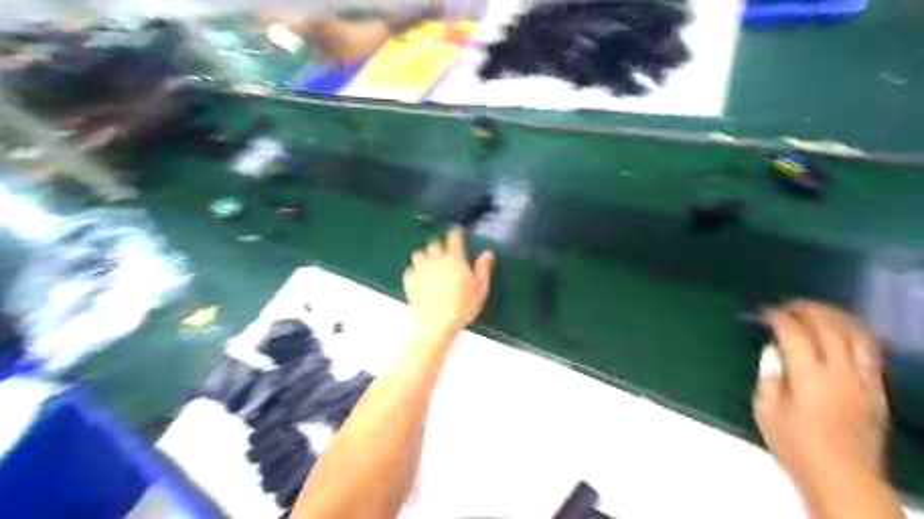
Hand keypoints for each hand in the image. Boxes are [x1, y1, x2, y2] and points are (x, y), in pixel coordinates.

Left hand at [401, 228, 494, 335]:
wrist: (437, 322)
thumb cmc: (463, 306)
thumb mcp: (480, 288)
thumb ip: (483, 269)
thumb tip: (488, 253)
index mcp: (454, 260)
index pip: (454, 239)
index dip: (455, 233)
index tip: (455, 231)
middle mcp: (436, 260)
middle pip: (434, 243)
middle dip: (438, 243)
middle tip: (442, 248)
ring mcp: (421, 270)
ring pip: (418, 254)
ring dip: (424, 254)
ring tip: (428, 260)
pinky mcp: (410, 282)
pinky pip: (409, 270)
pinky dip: (413, 271)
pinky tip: (418, 276)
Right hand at [758, 300, 887, 490]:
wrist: (843, 478)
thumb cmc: (795, 445)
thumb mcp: (766, 410)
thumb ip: (769, 376)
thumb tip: (774, 352)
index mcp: (809, 378)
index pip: (795, 334)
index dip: (778, 317)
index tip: (764, 313)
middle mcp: (841, 374)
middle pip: (829, 327)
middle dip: (806, 309)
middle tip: (787, 306)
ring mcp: (864, 381)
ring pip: (857, 334)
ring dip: (835, 316)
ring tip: (815, 311)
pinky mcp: (877, 390)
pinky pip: (872, 352)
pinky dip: (854, 334)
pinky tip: (840, 332)